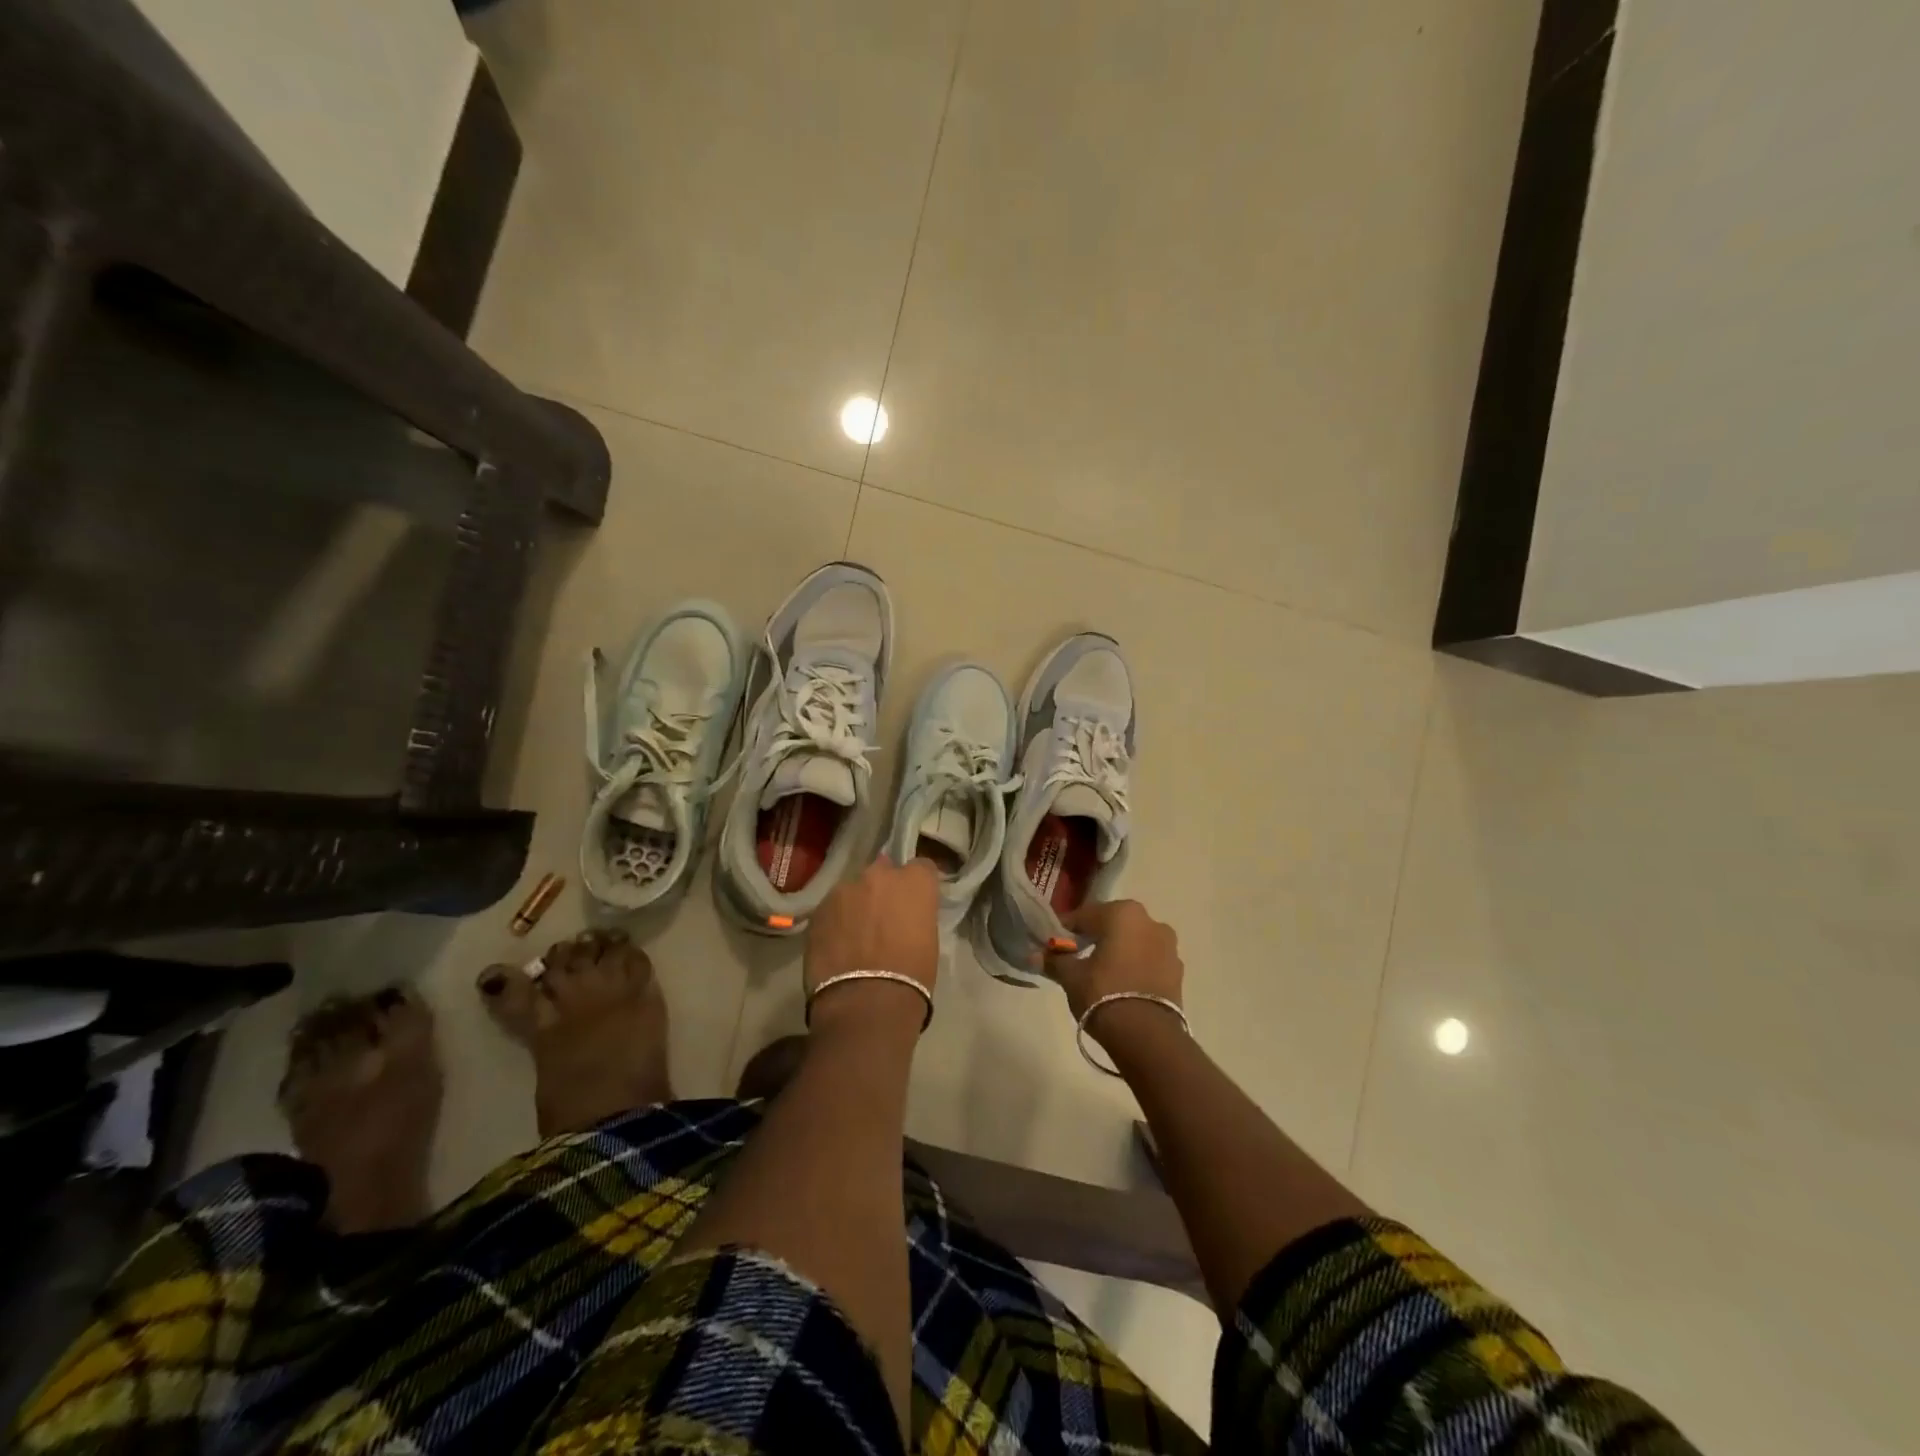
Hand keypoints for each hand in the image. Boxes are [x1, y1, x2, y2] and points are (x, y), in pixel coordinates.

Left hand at [804, 857, 940, 1034]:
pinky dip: (836, 921)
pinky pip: (832, 909)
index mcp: (914, 882)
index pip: (921, 867)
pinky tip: (837, 945)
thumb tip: (904, 917)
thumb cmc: (911, 976)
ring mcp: (844, 890)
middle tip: (883, 917)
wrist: (866, 1003)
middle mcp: (879, 876)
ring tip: (855, 934)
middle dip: (883, 890)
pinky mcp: (819, 910)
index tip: (915, 901)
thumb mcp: (928, 939)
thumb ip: (915, 915)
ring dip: (856, 905)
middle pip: (883, 872)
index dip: (917, 884)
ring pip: (853, 890)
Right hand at [1046, 899, 1183, 1021]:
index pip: (1084, 915)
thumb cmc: (1103, 994)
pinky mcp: (1177, 972)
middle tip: (1074, 956)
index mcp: (1122, 913)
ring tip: (1099, 973)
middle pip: (1112, 925)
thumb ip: (1055, 960)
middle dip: (1094, 937)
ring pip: (1133, 942)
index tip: (1052, 944)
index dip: (1065, 930)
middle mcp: (1150, 921)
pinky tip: (1120, 985)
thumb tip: (1035, 955)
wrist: (1147, 1037)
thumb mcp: (1071, 976)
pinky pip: (1148, 961)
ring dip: (1117, 951)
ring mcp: (1168, 947)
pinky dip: (1133, 967)